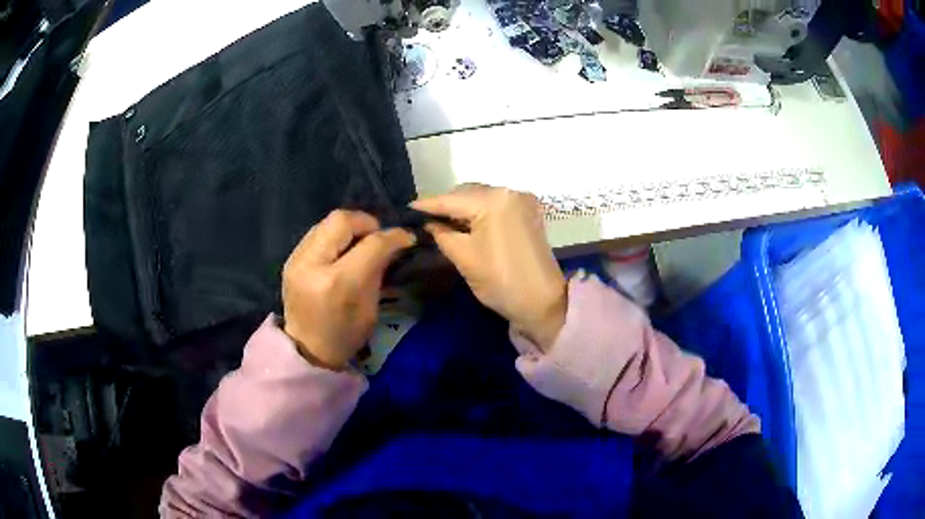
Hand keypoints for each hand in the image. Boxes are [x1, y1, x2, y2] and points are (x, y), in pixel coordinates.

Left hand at [282, 210, 414, 369]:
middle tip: (378, 237)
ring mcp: (297, 260)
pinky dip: (334, 235)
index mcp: (339, 283)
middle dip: (367, 223)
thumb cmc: (345, 335)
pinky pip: (317, 233)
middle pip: (342, 219)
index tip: (406, 237)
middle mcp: (313, 264)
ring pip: (327, 221)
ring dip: (349, 226)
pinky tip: (341, 250)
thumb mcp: (371, 308)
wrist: (306, 351)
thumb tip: (393, 242)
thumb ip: (379, 269)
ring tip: (360, 242)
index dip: (393, 236)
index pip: (371, 243)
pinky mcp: (291, 259)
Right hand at [413, 185, 565, 350]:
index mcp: (493, 200)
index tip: (406, 209)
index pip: (451, 199)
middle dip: (446, 206)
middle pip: (468, 193)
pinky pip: (496, 206)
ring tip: (442, 224)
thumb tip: (427, 223)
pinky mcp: (529, 212)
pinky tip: (467, 225)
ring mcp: (523, 201)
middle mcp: (510, 192)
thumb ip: (441, 233)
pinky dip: (480, 213)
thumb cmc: (500, 281)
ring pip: (482, 198)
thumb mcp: (464, 257)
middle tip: (424, 221)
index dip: (427, 205)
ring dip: (463, 209)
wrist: (542, 302)